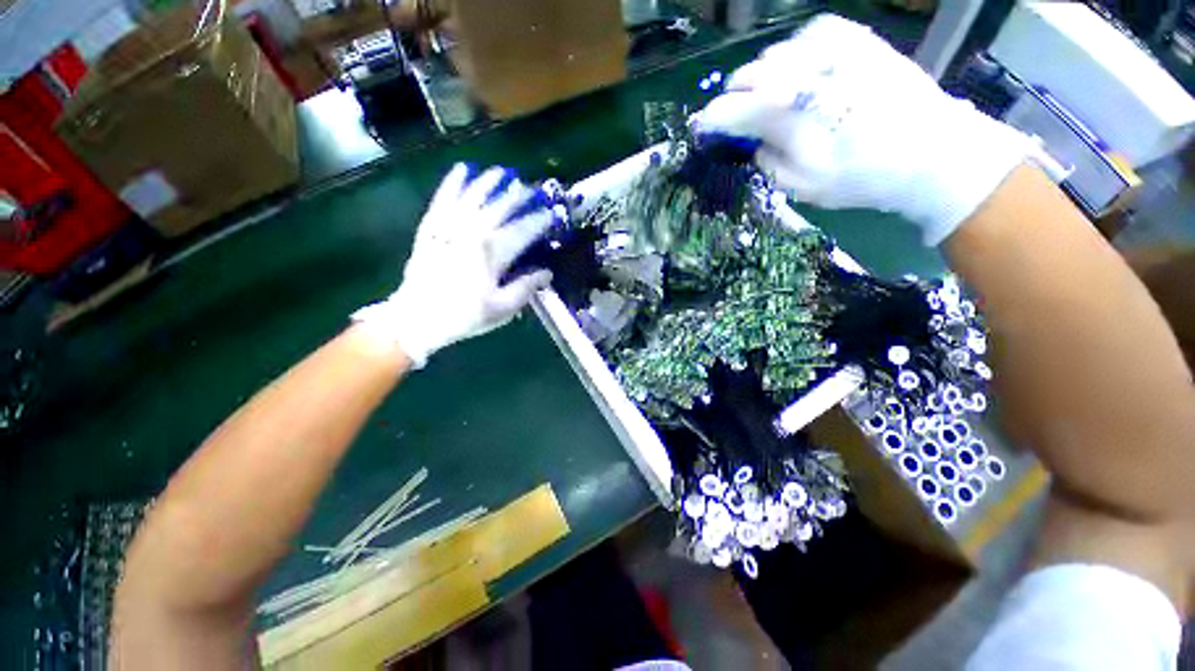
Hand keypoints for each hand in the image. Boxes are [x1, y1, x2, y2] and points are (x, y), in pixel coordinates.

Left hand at [352, 164, 553, 366]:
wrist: (417, 318)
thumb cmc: (465, 315)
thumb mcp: (502, 308)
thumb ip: (526, 287)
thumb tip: (547, 272)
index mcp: (492, 253)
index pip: (523, 230)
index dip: (539, 221)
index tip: (551, 214)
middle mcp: (472, 233)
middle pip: (499, 207)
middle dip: (518, 196)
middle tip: (530, 189)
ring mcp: (449, 227)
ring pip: (472, 197)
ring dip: (488, 183)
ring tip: (501, 172)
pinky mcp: (431, 228)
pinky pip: (443, 200)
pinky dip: (452, 184)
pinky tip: (461, 170)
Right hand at [695, 14, 1036, 245]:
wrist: (930, 151)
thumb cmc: (861, 178)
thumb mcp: (801, 187)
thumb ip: (766, 161)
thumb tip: (751, 140)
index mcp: (788, 114)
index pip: (730, 110)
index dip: (711, 121)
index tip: (704, 131)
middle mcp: (804, 72)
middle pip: (746, 77)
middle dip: (737, 101)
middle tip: (742, 122)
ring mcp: (831, 48)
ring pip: (771, 56)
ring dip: (764, 79)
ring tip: (774, 101)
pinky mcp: (853, 36)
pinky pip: (805, 35)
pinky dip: (794, 56)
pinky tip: (803, 76)